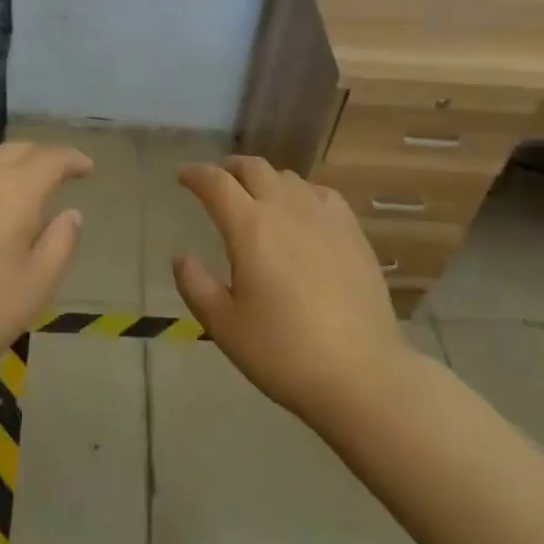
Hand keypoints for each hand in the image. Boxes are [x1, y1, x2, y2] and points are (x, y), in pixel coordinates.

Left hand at [0, 141, 91, 385]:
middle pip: (15, 151)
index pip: (52, 158)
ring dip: (2, 171)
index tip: (86, 169)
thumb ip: (62, 240)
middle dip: (39, 160)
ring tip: (9, 197)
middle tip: (52, 181)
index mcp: (14, 190)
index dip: (73, 160)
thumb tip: (69, 213)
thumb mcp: (38, 284)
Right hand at [173, 156, 406, 428]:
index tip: (183, 176)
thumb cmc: (284, 353)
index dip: (195, 174)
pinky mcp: (352, 231)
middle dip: (229, 168)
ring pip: (287, 177)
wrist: (361, 375)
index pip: (216, 183)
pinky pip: (320, 193)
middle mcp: (286, 209)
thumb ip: (195, 285)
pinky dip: (300, 192)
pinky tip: (301, 212)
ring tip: (257, 197)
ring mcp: (324, 216)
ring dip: (264, 179)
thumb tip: (182, 257)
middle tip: (217, 182)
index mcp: (250, 227)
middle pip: (253, 168)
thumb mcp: (224, 326)